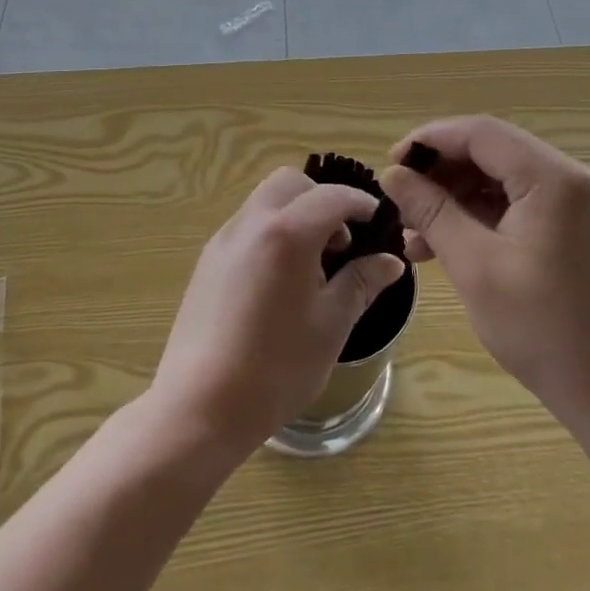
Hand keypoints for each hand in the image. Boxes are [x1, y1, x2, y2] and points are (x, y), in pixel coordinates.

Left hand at [148, 168, 407, 461]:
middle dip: (322, 201)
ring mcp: (224, 240)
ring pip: (265, 202)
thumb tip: (389, 261)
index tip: (379, 222)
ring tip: (311, 268)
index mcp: (287, 233)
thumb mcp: (331, 326)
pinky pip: (247, 227)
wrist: (200, 406)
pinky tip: (279, 282)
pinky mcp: (207, 261)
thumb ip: (360, 283)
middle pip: (290, 184)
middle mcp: (251, 223)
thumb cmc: (276, 367)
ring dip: (295, 215)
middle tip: (340, 244)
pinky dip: (271, 233)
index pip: (332, 196)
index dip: (361, 204)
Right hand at [380, 116, 589, 427]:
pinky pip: (517, 203)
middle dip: (440, 172)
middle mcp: (570, 179)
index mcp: (553, 179)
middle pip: (491, 151)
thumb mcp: (475, 266)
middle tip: (400, 200)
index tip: (390, 165)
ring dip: (455, 196)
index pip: (480, 133)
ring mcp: (575, 205)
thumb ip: (431, 211)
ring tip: (414, 232)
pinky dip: (479, 216)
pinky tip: (444, 244)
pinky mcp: (573, 228)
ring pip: (500, 178)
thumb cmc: (543, 330)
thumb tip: (392, 174)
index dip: (429, 141)